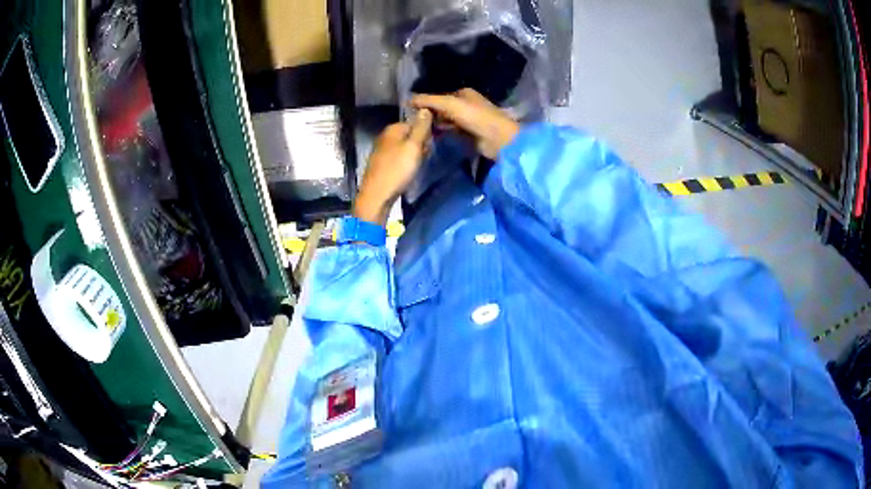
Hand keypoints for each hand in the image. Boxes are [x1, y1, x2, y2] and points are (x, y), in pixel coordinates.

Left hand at [354, 109, 432, 224]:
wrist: (377, 196)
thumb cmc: (397, 170)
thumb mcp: (413, 146)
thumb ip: (421, 127)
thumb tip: (425, 108)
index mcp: (392, 128)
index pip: (416, 123)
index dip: (426, 133)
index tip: (431, 145)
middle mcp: (385, 136)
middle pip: (410, 135)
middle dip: (420, 144)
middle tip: (424, 157)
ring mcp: (382, 150)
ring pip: (405, 147)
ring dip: (414, 155)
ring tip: (417, 166)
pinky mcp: (381, 163)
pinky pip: (399, 157)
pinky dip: (405, 163)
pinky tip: (407, 172)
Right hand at [411, 88, 519, 159]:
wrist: (498, 139)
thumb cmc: (476, 117)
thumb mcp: (449, 104)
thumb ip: (429, 100)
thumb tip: (408, 99)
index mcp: (464, 93)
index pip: (439, 96)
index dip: (426, 102)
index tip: (410, 111)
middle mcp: (466, 105)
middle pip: (442, 108)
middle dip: (429, 115)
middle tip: (412, 124)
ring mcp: (468, 120)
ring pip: (446, 121)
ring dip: (434, 125)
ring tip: (418, 131)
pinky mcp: (469, 135)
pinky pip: (451, 132)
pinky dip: (442, 133)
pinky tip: (430, 138)